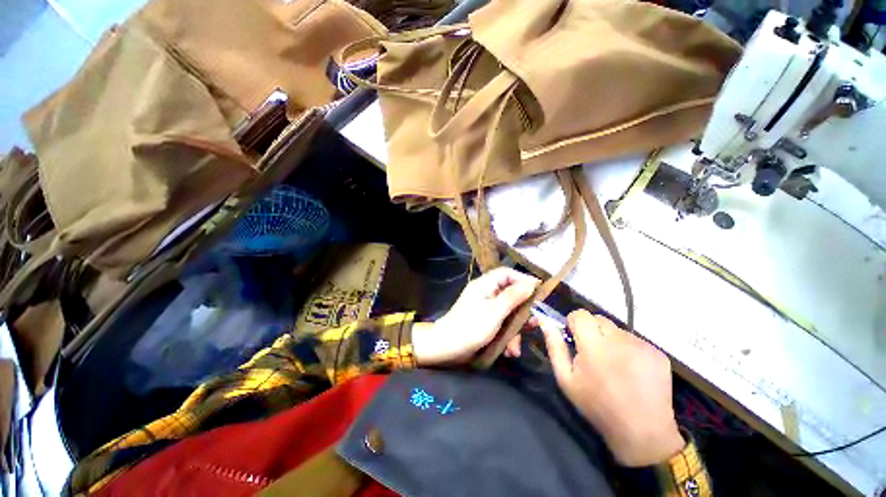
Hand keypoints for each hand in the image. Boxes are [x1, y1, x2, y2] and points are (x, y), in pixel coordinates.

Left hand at [412, 267, 538, 365]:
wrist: (445, 349)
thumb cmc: (470, 328)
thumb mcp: (495, 312)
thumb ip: (513, 297)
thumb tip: (531, 283)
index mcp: (485, 285)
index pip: (508, 273)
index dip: (524, 280)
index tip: (539, 293)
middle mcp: (485, 294)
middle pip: (511, 295)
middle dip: (523, 313)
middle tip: (535, 323)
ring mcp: (484, 310)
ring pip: (508, 314)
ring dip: (515, 331)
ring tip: (517, 348)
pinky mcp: (484, 325)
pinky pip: (501, 326)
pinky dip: (507, 338)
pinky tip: (510, 352)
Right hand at [542, 310, 684, 466]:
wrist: (640, 425)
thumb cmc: (598, 407)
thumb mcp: (568, 383)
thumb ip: (556, 350)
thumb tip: (546, 322)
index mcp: (594, 345)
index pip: (581, 315)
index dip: (575, 324)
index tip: (574, 339)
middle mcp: (619, 337)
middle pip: (602, 321)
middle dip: (594, 334)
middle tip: (595, 359)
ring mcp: (641, 343)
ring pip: (621, 333)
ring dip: (615, 345)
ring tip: (617, 372)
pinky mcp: (656, 350)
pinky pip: (639, 344)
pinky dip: (633, 354)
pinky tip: (634, 376)